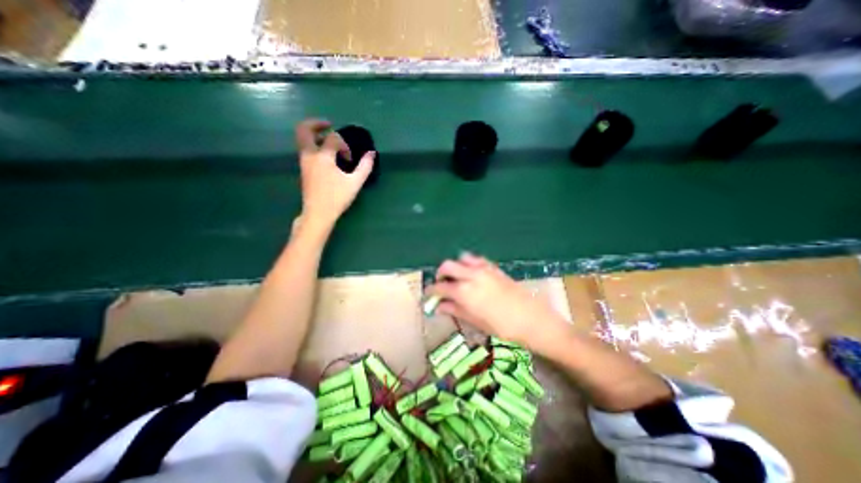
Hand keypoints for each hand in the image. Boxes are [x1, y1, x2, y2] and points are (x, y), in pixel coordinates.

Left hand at [294, 119, 376, 226]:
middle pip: (304, 130)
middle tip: (329, 124)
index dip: (345, 145)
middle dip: (316, 123)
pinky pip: (305, 149)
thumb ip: (365, 166)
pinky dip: (313, 145)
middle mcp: (309, 155)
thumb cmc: (337, 198)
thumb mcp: (355, 182)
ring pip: (302, 139)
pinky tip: (326, 154)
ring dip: (314, 134)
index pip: (333, 139)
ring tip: (328, 139)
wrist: (318, 213)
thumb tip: (371, 154)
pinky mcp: (303, 169)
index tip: (351, 159)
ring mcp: (304, 162)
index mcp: (322, 156)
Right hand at [424, 252, 570, 349]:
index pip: (440, 287)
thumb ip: (456, 310)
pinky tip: (472, 275)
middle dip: (440, 274)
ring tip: (457, 278)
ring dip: (455, 266)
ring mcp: (484, 269)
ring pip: (461, 258)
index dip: (431, 291)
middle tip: (441, 285)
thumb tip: (439, 306)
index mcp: (464, 292)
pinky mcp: (494, 268)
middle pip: (447, 265)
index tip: (428, 294)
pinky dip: (469, 264)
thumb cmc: (503, 327)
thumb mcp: (476, 321)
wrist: (533, 319)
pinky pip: (477, 260)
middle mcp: (471, 276)